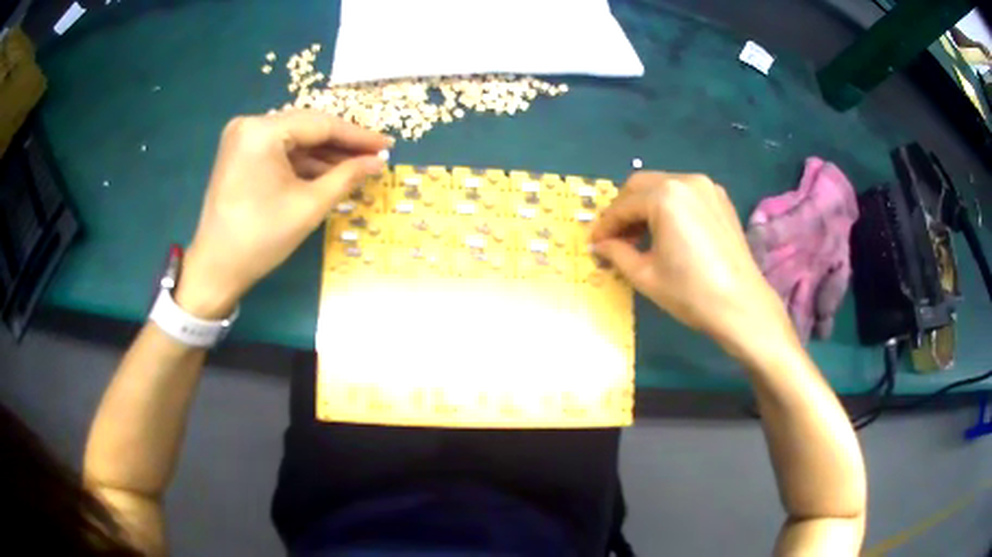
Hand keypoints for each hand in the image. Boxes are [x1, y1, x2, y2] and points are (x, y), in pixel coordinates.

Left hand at [176, 110, 391, 317]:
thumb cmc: (260, 238)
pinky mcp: (240, 153)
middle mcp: (250, 124)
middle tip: (374, 156)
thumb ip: (347, 177)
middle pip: (307, 128)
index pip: (320, 124)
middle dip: (341, 145)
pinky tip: (328, 173)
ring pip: (295, 139)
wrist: (215, 268)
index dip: (357, 136)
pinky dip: (303, 162)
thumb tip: (378, 162)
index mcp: (262, 131)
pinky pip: (280, 151)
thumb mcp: (309, 206)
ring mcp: (242, 138)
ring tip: (357, 167)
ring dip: (324, 154)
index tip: (387, 145)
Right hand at [590, 172, 795, 356]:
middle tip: (616, 238)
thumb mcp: (645, 276)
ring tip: (640, 237)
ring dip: (646, 206)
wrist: (741, 305)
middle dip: (624, 209)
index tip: (595, 243)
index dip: (606, 225)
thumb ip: (617, 253)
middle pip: (641, 185)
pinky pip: (684, 193)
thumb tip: (600, 245)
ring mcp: (707, 187)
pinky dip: (669, 206)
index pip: (623, 205)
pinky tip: (667, 231)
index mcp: (665, 196)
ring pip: (663, 186)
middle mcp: (685, 181)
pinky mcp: (720, 199)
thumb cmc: (690, 292)